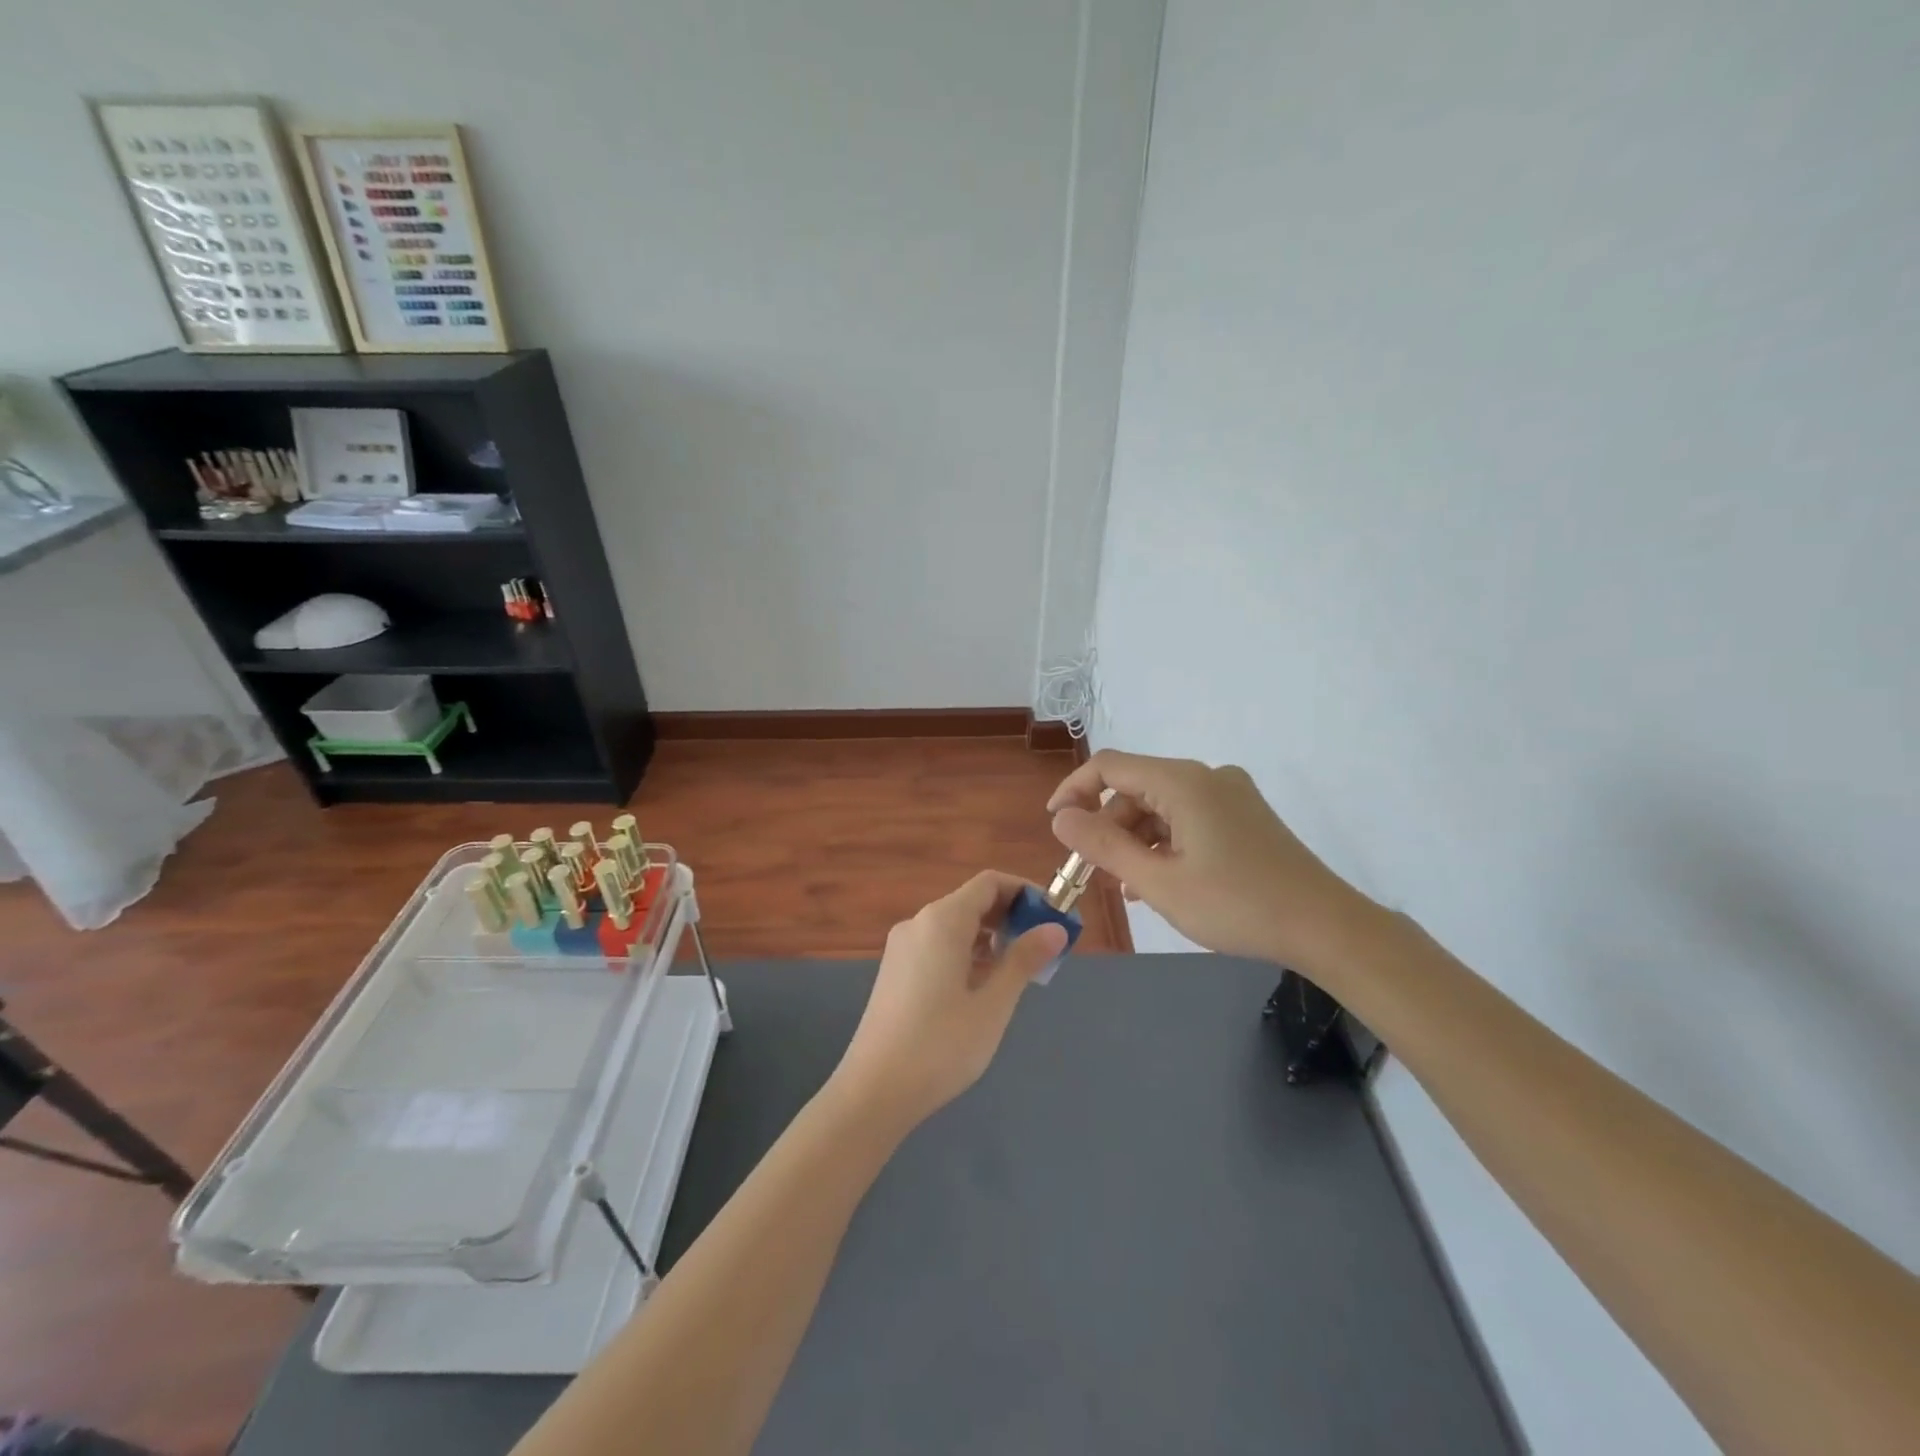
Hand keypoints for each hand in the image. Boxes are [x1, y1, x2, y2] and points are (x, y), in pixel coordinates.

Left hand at [832, 872, 1067, 1131]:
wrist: (874, 1091)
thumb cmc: (940, 1046)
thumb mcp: (992, 1004)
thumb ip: (1023, 960)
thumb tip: (1055, 929)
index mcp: (942, 921)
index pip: (989, 883)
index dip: (1025, 892)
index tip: (1055, 917)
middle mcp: (919, 923)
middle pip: (972, 901)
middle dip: (1011, 916)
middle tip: (1044, 947)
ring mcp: (902, 947)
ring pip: (955, 926)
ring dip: (991, 937)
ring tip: (1020, 969)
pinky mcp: (896, 971)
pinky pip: (939, 946)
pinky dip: (967, 953)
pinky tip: (984, 985)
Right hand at [1048, 750, 1377, 968]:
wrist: (1326, 927)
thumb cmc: (1236, 905)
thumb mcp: (1158, 881)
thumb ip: (1102, 846)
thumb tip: (1060, 817)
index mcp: (1183, 782)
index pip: (1110, 766)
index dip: (1075, 790)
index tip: (1056, 826)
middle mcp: (1206, 776)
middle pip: (1136, 788)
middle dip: (1107, 825)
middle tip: (1092, 871)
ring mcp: (1229, 795)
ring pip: (1161, 806)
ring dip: (1135, 839)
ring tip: (1126, 885)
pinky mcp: (1243, 815)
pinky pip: (1187, 818)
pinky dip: (1164, 842)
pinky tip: (1158, 880)